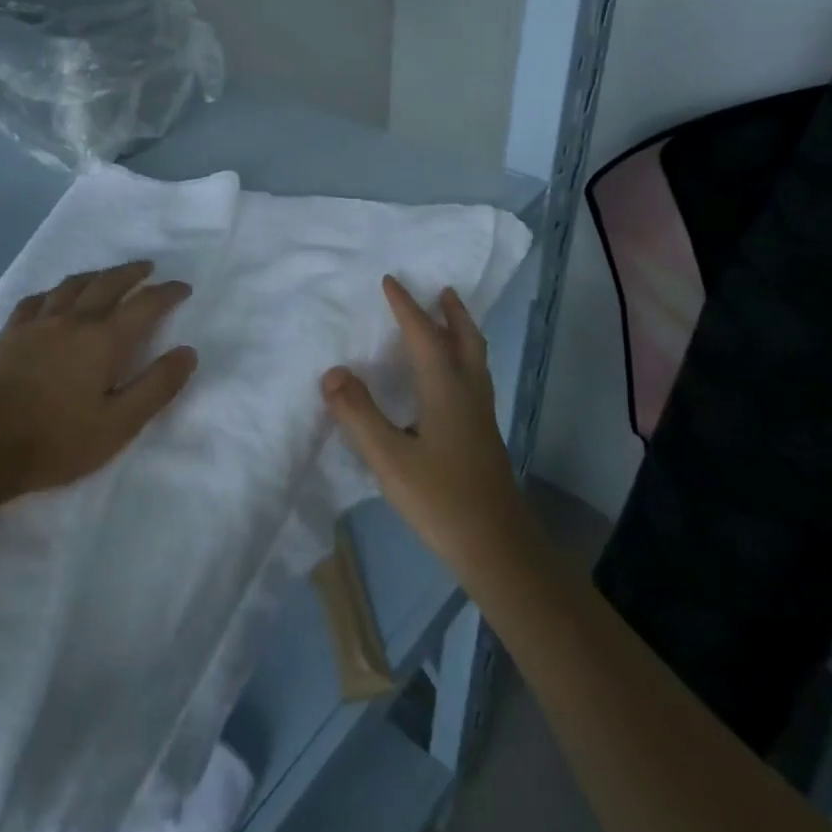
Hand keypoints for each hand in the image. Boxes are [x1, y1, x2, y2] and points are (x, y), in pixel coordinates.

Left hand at [0, 260, 197, 496]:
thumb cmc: (56, 441)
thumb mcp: (118, 424)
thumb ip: (156, 387)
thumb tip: (187, 352)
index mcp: (103, 340)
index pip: (145, 305)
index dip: (167, 293)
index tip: (182, 287)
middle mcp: (73, 320)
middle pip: (108, 283)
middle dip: (132, 273)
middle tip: (147, 269)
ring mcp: (37, 323)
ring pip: (72, 285)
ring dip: (96, 275)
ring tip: (107, 276)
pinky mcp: (10, 333)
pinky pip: (36, 300)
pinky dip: (54, 292)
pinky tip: (53, 297)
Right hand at [322, 276, 524, 576]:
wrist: (499, 551)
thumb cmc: (442, 500)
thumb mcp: (389, 458)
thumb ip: (358, 414)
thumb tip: (332, 372)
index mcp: (446, 391)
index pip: (424, 336)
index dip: (406, 308)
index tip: (390, 281)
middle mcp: (469, 395)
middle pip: (466, 341)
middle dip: (452, 313)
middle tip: (442, 290)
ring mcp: (481, 418)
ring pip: (475, 361)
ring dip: (461, 334)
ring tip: (449, 321)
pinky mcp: (483, 438)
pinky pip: (473, 379)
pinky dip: (462, 360)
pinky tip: (447, 381)